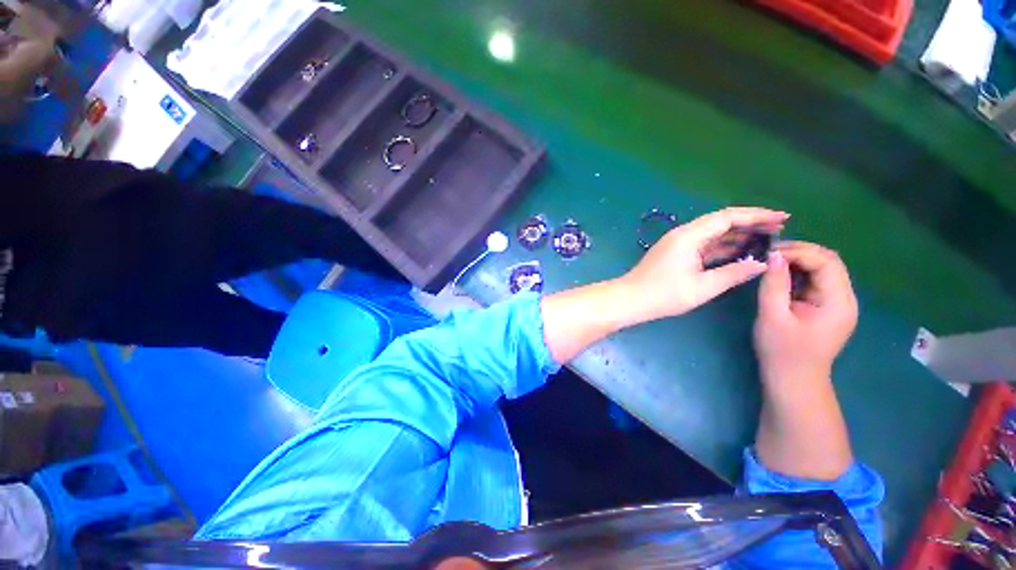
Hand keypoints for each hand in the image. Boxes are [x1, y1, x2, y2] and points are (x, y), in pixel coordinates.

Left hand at [618, 207, 788, 324]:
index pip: (727, 217)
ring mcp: (678, 243)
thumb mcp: (702, 287)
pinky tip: (740, 250)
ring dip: (737, 234)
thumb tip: (761, 263)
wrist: (630, 299)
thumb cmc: (663, 294)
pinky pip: (704, 244)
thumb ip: (733, 274)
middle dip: (750, 222)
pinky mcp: (676, 253)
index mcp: (689, 236)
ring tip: (766, 237)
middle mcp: (683, 234)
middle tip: (779, 227)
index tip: (782, 217)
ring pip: (712, 233)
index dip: (756, 215)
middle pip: (721, 222)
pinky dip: (723, 246)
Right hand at [754, 241, 857, 385]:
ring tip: (770, 261)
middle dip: (799, 252)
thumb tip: (773, 256)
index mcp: (838, 301)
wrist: (793, 380)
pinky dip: (797, 273)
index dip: (799, 252)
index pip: (827, 262)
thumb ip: (774, 284)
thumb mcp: (773, 316)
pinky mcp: (825, 308)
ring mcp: (836, 303)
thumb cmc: (782, 351)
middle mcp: (844, 298)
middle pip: (829, 262)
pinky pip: (814, 282)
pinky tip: (779, 275)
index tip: (769, 252)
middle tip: (768, 253)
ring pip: (822, 270)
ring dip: (798, 261)